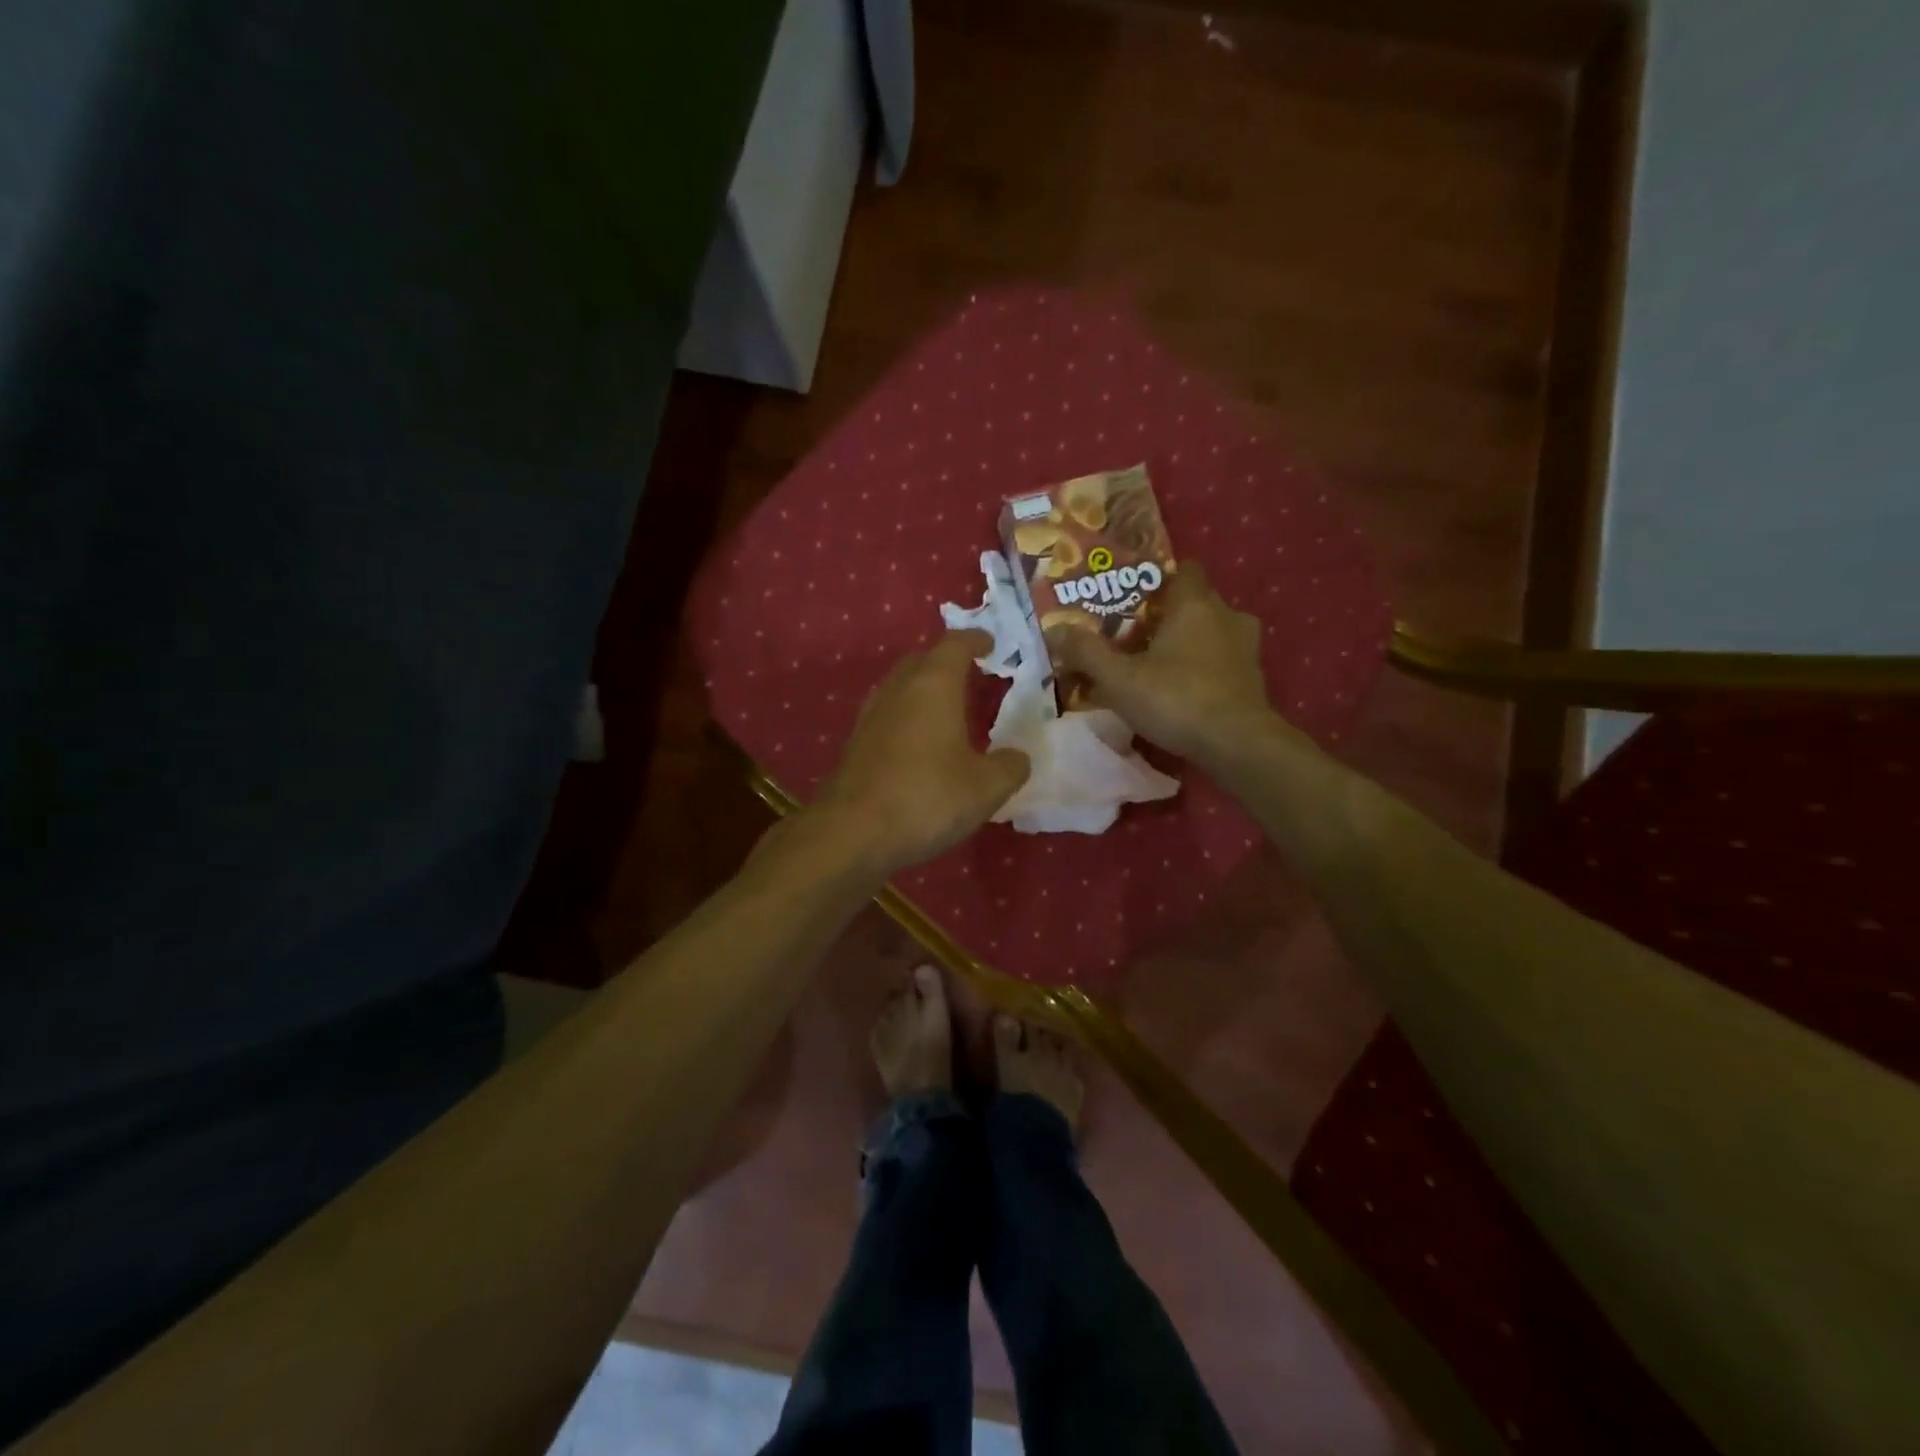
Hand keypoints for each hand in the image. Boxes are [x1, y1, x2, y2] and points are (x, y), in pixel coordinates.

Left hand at [812, 631, 1030, 876]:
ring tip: (946, 707)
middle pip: (922, 660)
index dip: (975, 639)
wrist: (852, 832)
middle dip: (946, 661)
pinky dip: (907, 716)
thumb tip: (1017, 758)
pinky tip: (919, 743)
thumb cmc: (927, 798)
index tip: (991, 644)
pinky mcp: (856, 744)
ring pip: (900, 686)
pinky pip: (888, 714)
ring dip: (923, 688)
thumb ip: (1009, 767)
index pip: (955, 644)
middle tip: (971, 674)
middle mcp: (898, 690)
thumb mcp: (986, 788)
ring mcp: (871, 716)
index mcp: (933, 685)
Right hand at [1046, 562, 1280, 767]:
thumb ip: (1087, 652)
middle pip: (1196, 602)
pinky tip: (1185, 689)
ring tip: (1161, 664)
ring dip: (1191, 643)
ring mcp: (1247, 647)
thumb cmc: (1176, 699)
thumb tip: (1056, 631)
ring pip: (1213, 632)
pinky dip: (1206, 668)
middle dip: (1169, 615)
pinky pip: (1224, 661)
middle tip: (1137, 636)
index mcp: (1195, 603)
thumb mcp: (1119, 679)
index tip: (1134, 598)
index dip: (1159, 580)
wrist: (1237, 744)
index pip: (1184, 569)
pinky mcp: (1254, 678)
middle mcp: (1227, 615)